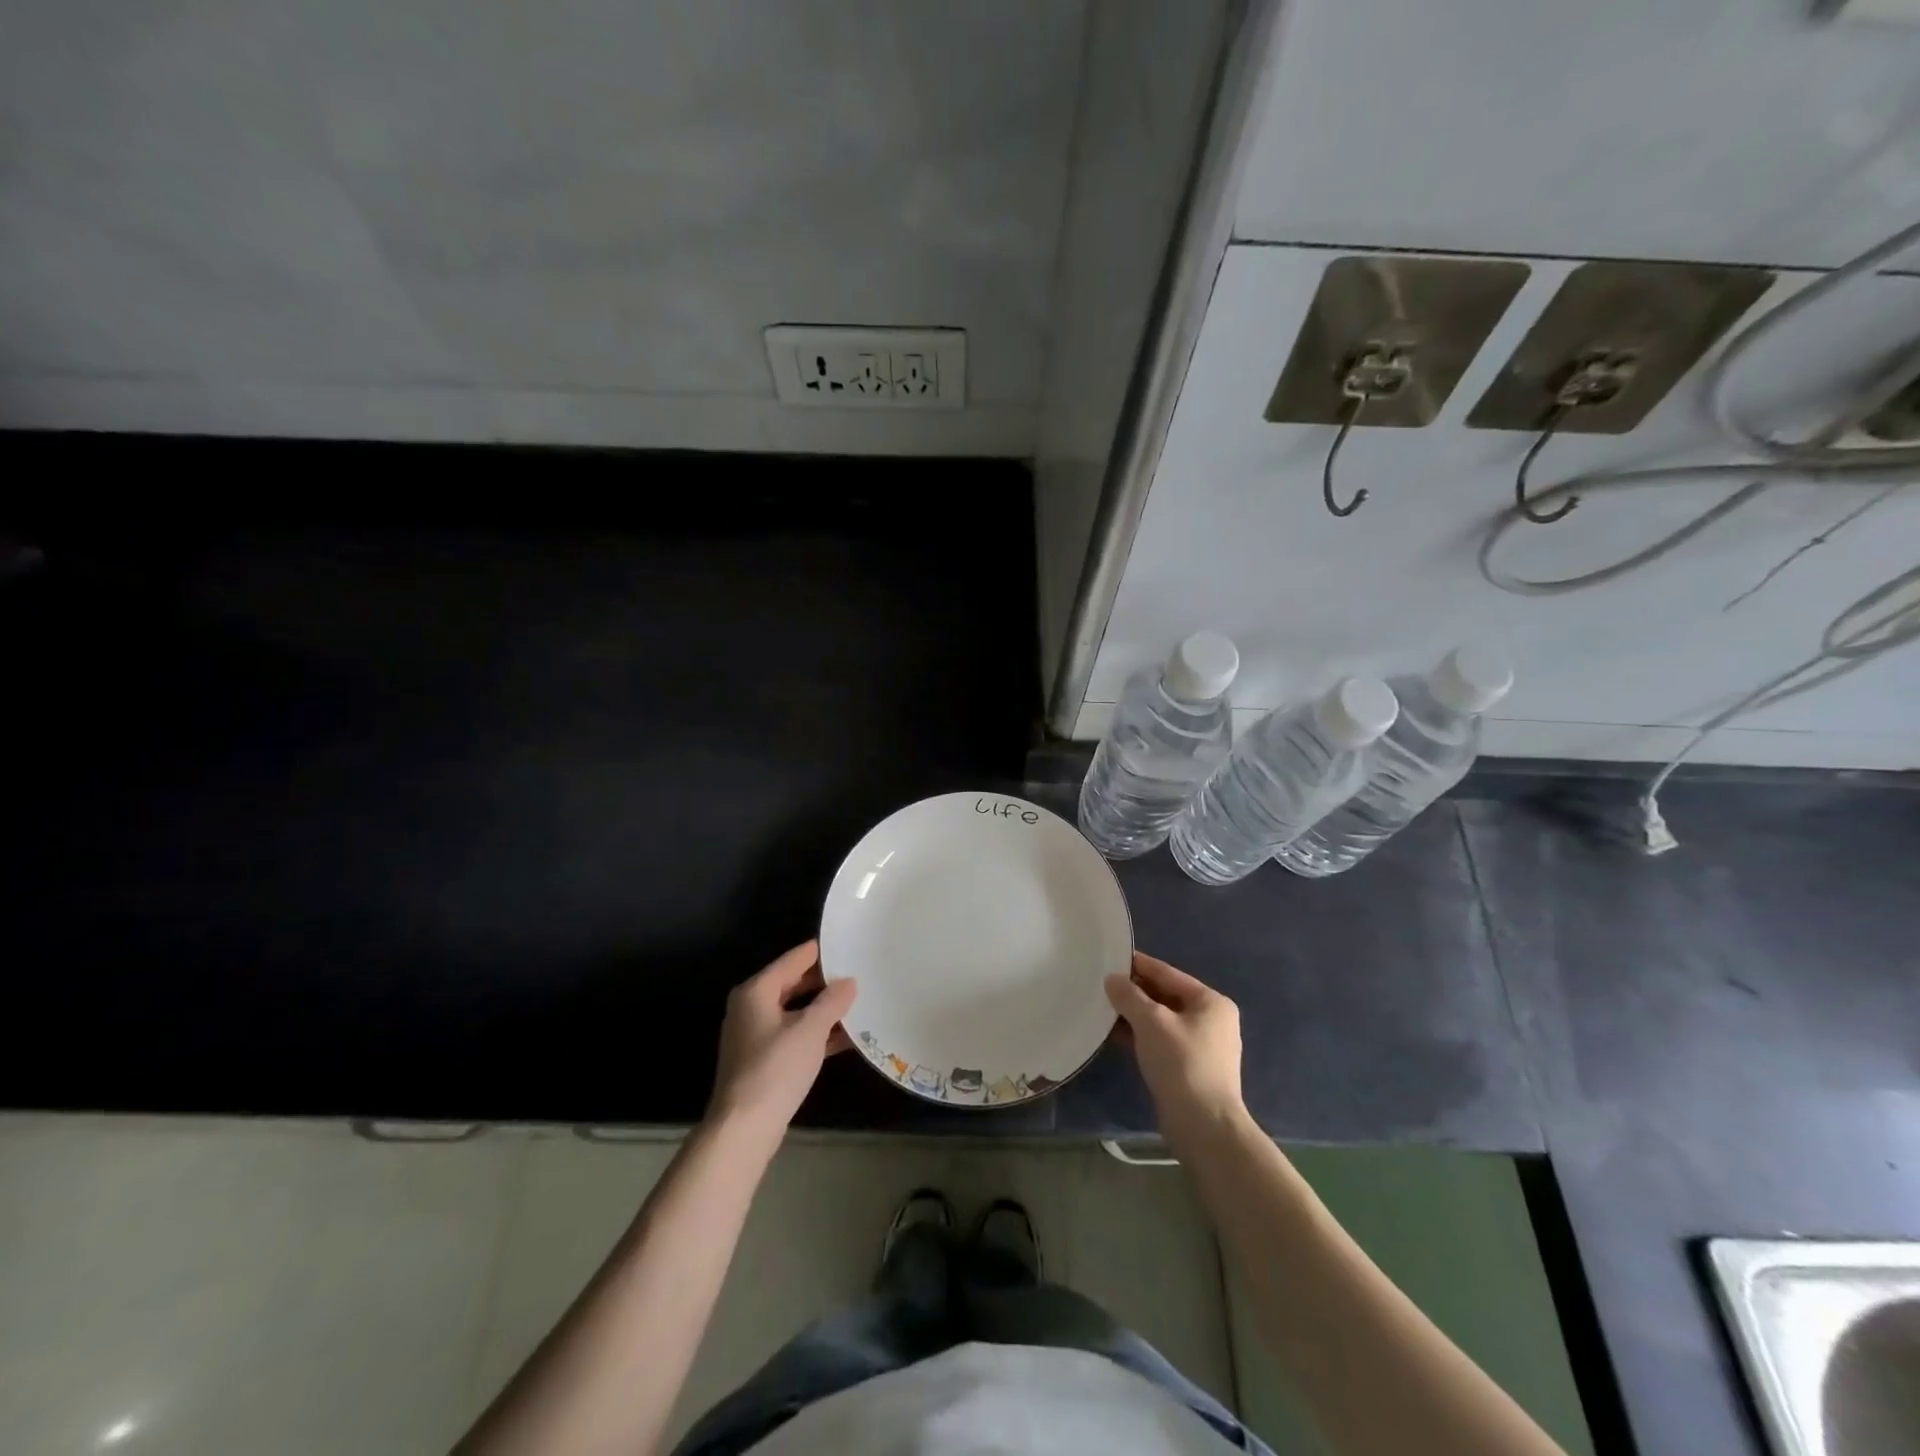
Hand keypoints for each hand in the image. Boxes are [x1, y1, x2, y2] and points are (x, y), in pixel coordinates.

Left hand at [708, 940, 856, 1136]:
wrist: (744, 1128)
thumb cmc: (775, 1069)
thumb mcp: (811, 1030)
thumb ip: (832, 1001)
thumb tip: (849, 982)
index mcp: (756, 991)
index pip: (793, 959)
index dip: (820, 953)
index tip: (848, 944)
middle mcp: (751, 1007)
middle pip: (792, 984)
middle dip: (824, 981)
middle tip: (858, 973)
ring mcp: (755, 1035)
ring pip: (795, 1011)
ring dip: (822, 1009)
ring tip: (857, 1002)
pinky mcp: (762, 1060)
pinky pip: (794, 1035)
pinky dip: (816, 1034)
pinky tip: (845, 1037)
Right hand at [1105, 952, 1244, 1137]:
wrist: (1204, 1127)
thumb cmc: (1182, 1063)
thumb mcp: (1151, 1022)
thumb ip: (1129, 996)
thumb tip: (1112, 979)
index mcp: (1211, 1002)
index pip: (1167, 973)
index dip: (1138, 965)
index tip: (1110, 957)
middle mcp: (1210, 1020)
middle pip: (1165, 996)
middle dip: (1134, 991)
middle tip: (1100, 984)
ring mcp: (1201, 1046)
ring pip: (1161, 1020)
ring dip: (1134, 1015)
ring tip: (1102, 1007)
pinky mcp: (1189, 1068)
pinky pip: (1160, 1041)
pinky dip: (1139, 1035)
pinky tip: (1113, 1034)